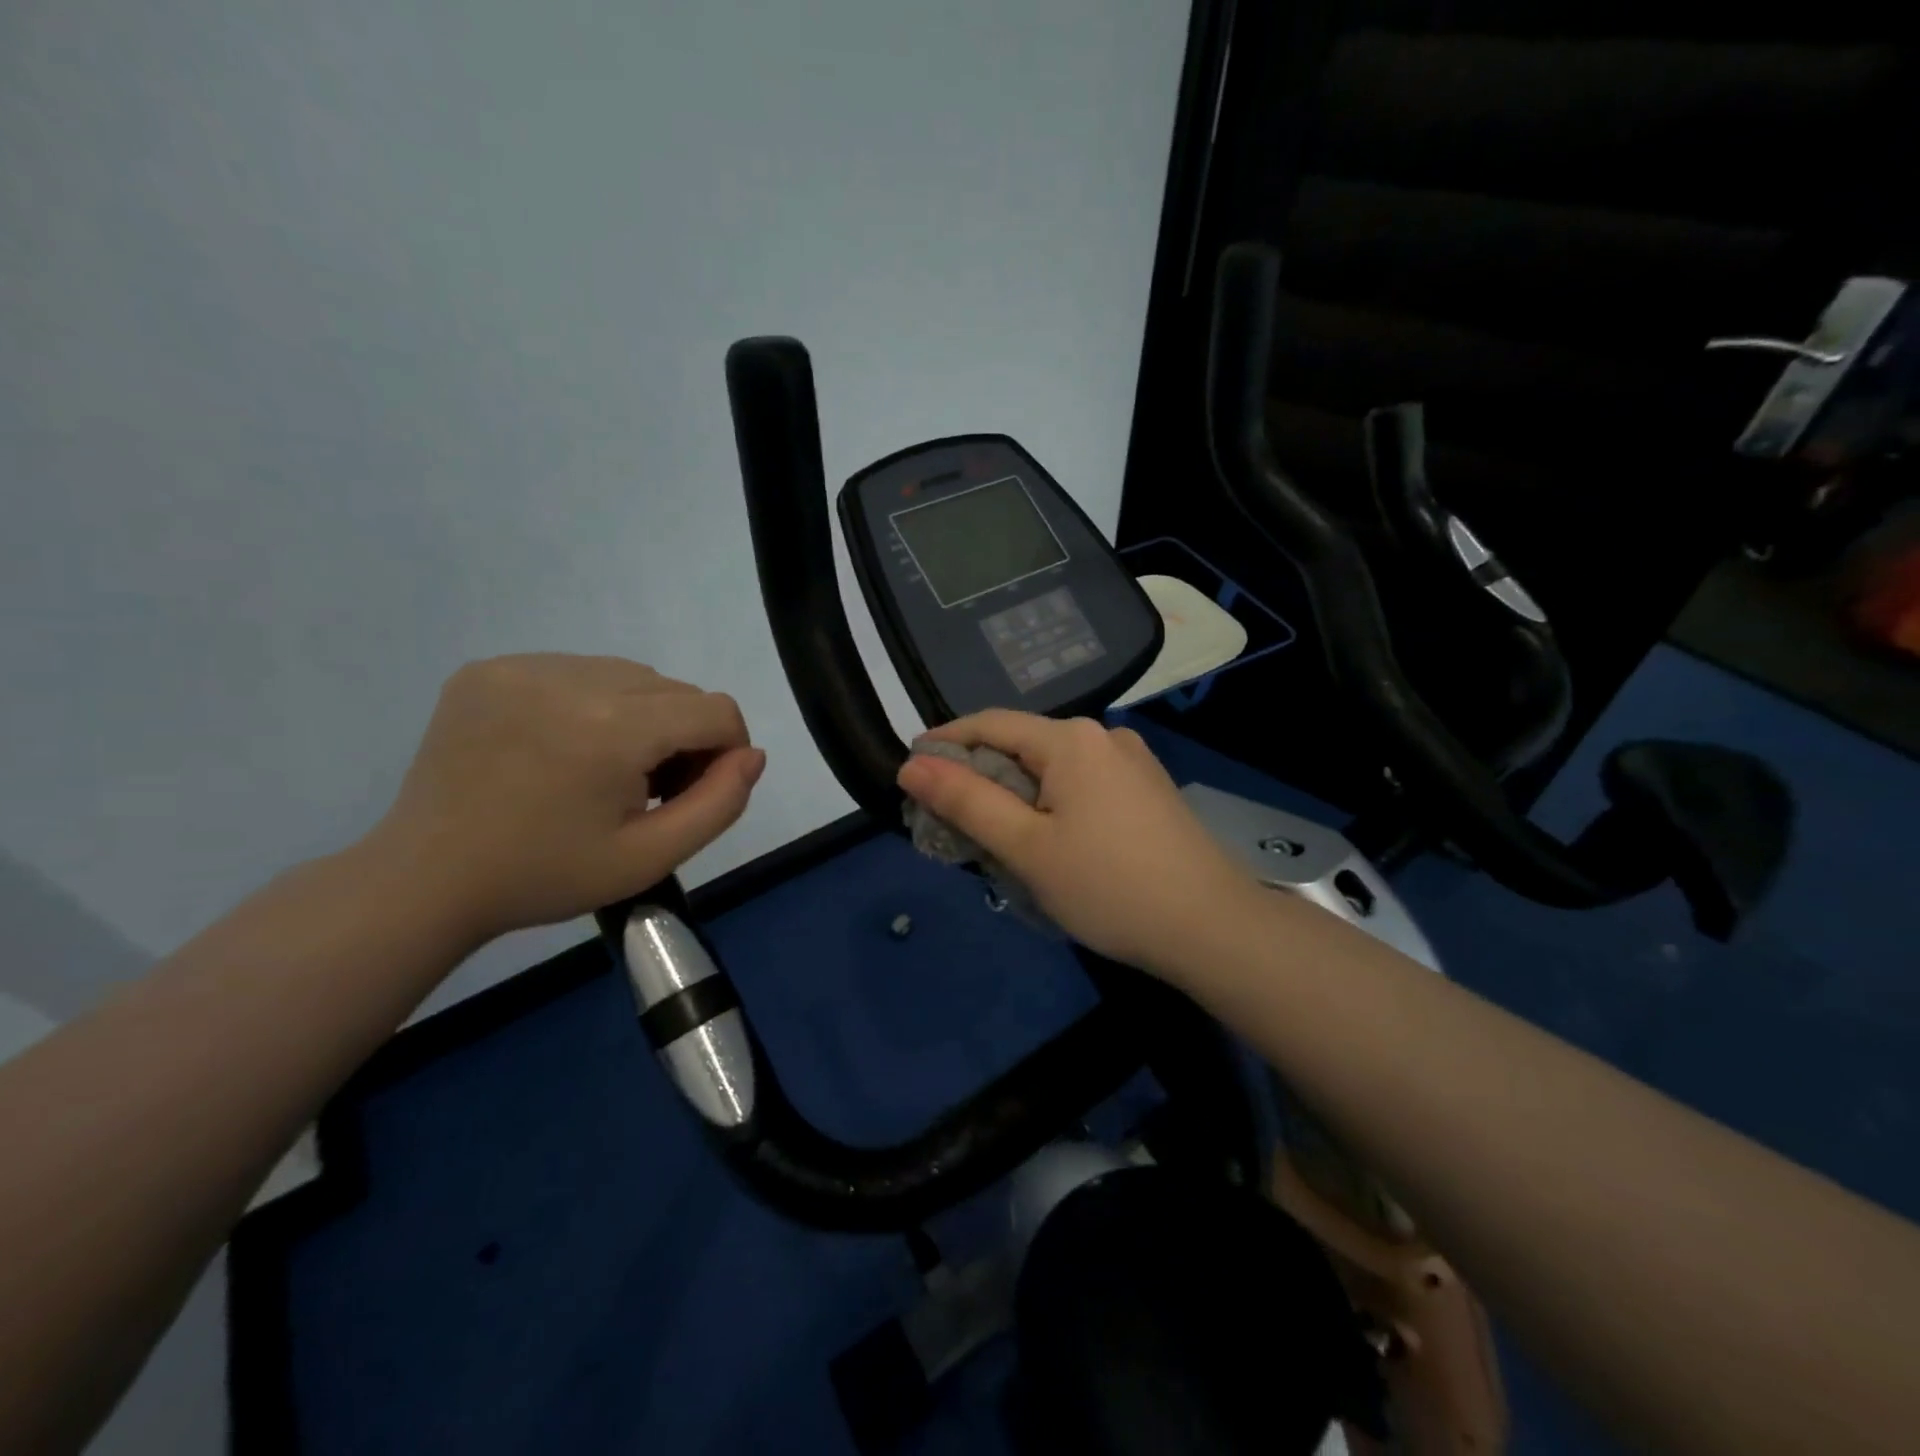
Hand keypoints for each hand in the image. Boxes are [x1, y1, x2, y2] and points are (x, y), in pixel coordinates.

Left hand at [368, 654, 763, 943]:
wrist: (425, 880)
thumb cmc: (545, 876)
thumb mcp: (650, 857)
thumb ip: (720, 804)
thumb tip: (752, 755)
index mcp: (613, 727)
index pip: (715, 710)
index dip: (726, 749)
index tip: (696, 790)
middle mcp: (572, 677)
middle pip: (675, 690)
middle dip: (683, 735)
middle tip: (648, 790)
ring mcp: (524, 666)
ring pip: (629, 675)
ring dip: (640, 715)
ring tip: (603, 767)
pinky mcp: (490, 668)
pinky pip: (577, 670)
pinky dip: (590, 703)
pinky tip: (560, 747)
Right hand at [897, 711, 1258, 974]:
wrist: (1212, 927)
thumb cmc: (1108, 886)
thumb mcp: (1026, 847)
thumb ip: (966, 802)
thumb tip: (912, 765)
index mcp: (1071, 739)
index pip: (990, 724)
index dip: (946, 742)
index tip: (911, 768)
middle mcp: (1103, 736)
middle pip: (1023, 746)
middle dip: (981, 777)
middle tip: (947, 818)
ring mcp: (1133, 762)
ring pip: (1054, 768)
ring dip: (1017, 794)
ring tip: (994, 837)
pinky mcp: (1148, 790)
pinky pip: (1083, 785)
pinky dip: (1052, 804)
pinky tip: (1049, 841)